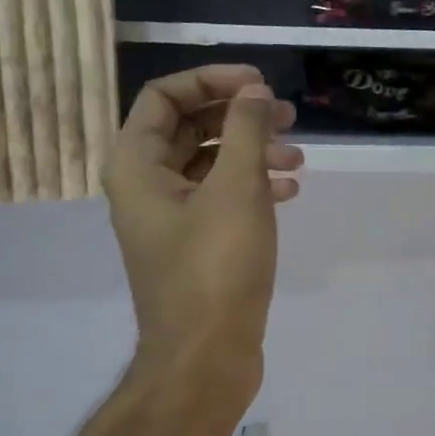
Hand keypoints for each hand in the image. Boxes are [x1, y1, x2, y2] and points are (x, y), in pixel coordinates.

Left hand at [104, 65, 303, 404]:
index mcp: (136, 165)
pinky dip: (253, 186)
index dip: (211, 80)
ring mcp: (171, 218)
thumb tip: (253, 92)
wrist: (206, 355)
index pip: (164, 97)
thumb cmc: (216, 266)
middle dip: (238, 117)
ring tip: (298, 158)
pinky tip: (290, 191)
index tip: (259, 85)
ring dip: (252, 152)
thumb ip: (245, 131)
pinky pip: (221, 198)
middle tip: (286, 117)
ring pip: (210, 164)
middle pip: (189, 127)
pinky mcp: (196, 245)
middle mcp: (145, 186)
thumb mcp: (237, 189)